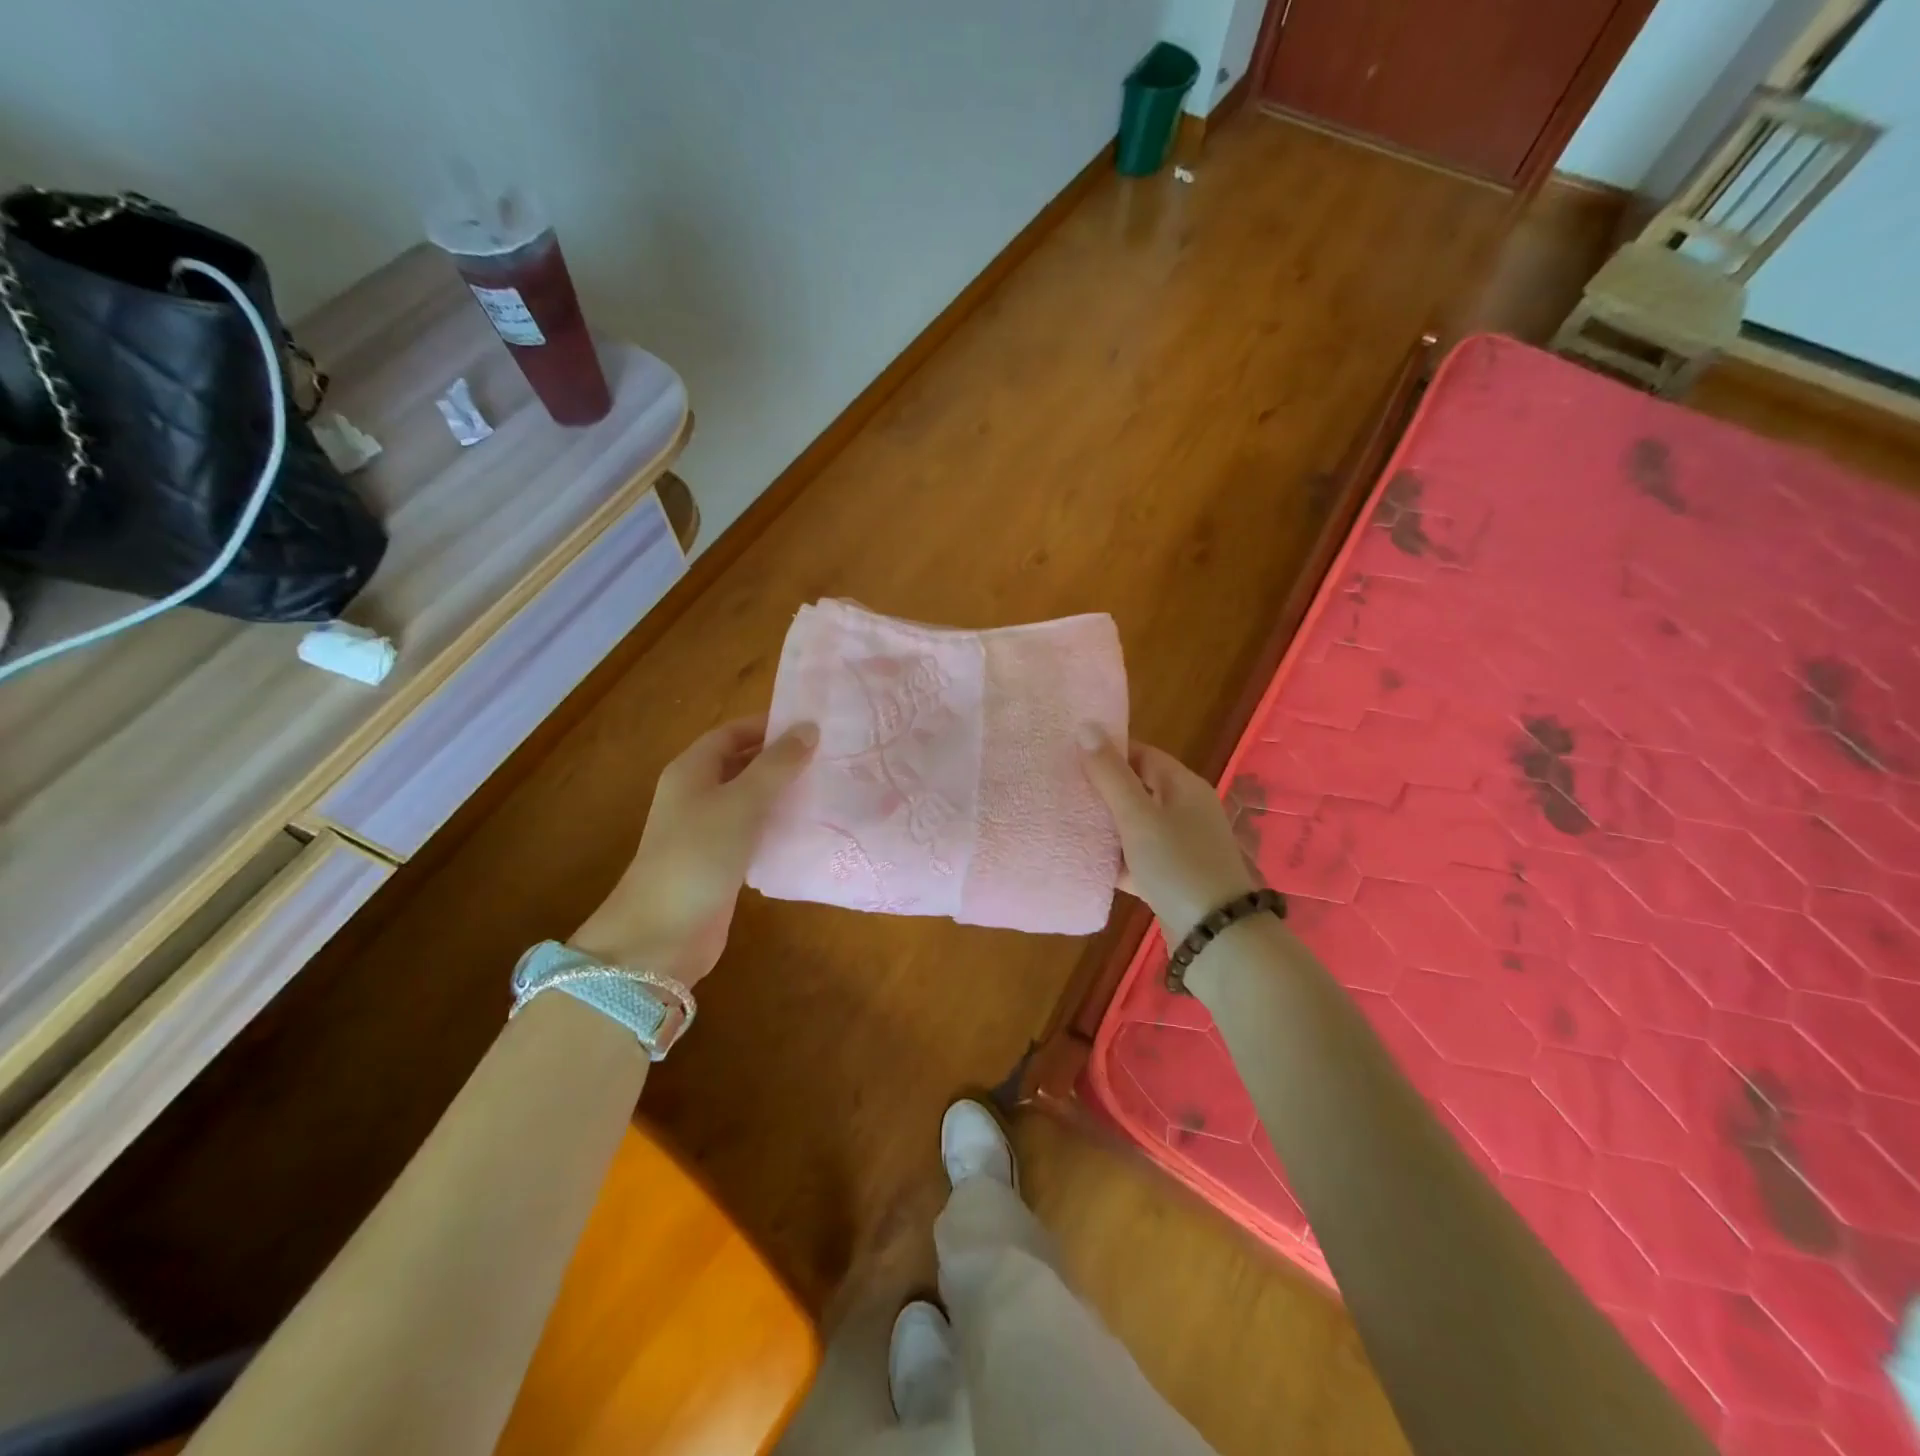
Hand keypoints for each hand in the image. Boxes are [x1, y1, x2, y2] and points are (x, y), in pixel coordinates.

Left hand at [571, 716, 815, 984]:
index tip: (813, 727)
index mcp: (692, 770)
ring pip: (751, 800)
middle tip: (829, 757)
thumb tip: (809, 728)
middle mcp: (697, 794)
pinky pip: (755, 832)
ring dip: (784, 793)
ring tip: (828, 788)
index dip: (769, 726)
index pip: (733, 732)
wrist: (662, 933)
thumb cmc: (698, 855)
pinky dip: (779, 826)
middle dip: (781, 759)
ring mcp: (708, 830)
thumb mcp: (741, 802)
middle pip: (743, 764)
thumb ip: (776, 765)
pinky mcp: (721, 861)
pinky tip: (810, 828)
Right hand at [1079, 728, 1259, 936]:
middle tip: (1060, 786)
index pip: (1141, 754)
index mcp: (1183, 786)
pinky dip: (1115, 858)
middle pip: (1137, 789)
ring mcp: (1180, 846)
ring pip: (1135, 825)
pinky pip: (1137, 858)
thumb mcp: (1138, 816)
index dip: (1108, 750)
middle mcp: (1185, 810)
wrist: (1216, 934)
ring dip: (1105, 824)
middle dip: (1102, 788)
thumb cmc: (1178, 864)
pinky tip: (1085, 861)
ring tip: (1064, 819)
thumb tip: (1086, 726)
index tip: (1069, 753)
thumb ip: (1110, 774)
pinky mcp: (1171, 877)